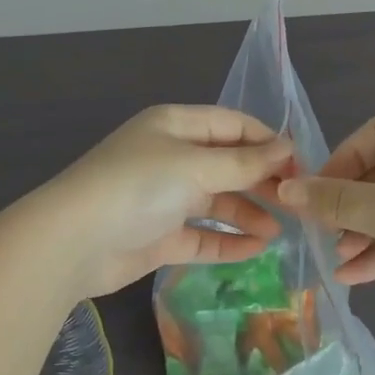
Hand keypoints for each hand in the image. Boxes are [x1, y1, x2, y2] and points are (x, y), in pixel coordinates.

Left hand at [33, 105, 293, 295]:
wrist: (73, 242)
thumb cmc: (138, 187)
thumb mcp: (195, 166)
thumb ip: (244, 162)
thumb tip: (288, 147)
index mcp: (175, 126)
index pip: (232, 125)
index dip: (267, 142)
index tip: (301, 166)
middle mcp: (171, 157)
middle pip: (226, 164)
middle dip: (260, 180)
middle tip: (296, 203)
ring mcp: (164, 198)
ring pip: (216, 201)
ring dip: (247, 213)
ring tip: (279, 231)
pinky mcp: (158, 236)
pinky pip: (201, 234)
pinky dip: (227, 240)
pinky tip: (255, 249)